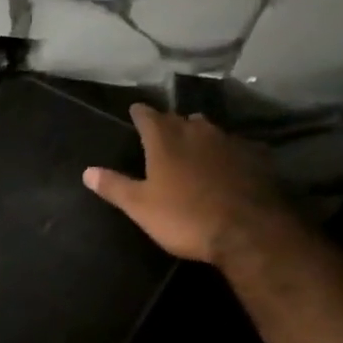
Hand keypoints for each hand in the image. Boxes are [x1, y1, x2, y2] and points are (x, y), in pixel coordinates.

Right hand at [83, 103, 291, 265]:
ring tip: (192, 145)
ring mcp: (230, 141)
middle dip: (170, 123)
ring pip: (209, 130)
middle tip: (162, 132)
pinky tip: (226, 164)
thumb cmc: (185, 217)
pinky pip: (235, 147)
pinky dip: (225, 152)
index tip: (134, 111)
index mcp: (165, 140)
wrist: (248, 231)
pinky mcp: (255, 157)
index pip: (147, 115)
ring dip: (198, 135)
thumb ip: (114, 186)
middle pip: (180, 119)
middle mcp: (197, 131)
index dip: (139, 113)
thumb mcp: (141, 207)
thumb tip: (87, 171)